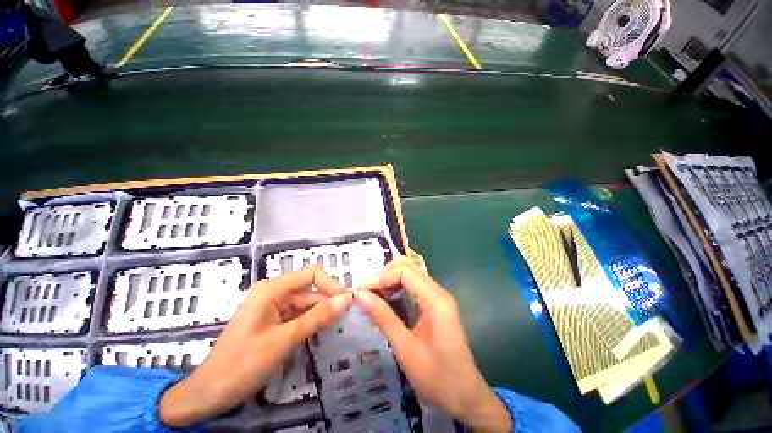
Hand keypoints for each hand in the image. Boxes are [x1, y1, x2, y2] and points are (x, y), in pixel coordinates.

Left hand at [159, 266, 352, 427]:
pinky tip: (321, 337)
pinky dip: (307, 327)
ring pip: (301, 307)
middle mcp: (269, 296)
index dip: (332, 286)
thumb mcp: (284, 340)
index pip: (310, 274)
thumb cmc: (247, 361)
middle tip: (353, 322)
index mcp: (269, 290)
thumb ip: (316, 319)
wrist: (218, 385)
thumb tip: (346, 299)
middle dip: (328, 303)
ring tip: (342, 331)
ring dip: (319, 316)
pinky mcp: (267, 328)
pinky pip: (292, 321)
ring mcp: (267, 312)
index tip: (352, 305)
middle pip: (307, 291)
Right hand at [356, 259, 511, 432]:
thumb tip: (359, 294)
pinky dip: (398, 297)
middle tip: (362, 297)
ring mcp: (441, 306)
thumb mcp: (405, 347)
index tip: (358, 293)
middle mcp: (440, 297)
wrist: (463, 395)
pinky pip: (416, 296)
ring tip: (368, 302)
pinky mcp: (438, 316)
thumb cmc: (435, 375)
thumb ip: (383, 317)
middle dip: (383, 278)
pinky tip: (384, 309)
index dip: (379, 277)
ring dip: (390, 286)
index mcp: (436, 300)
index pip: (405, 271)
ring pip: (413, 283)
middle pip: (410, 272)